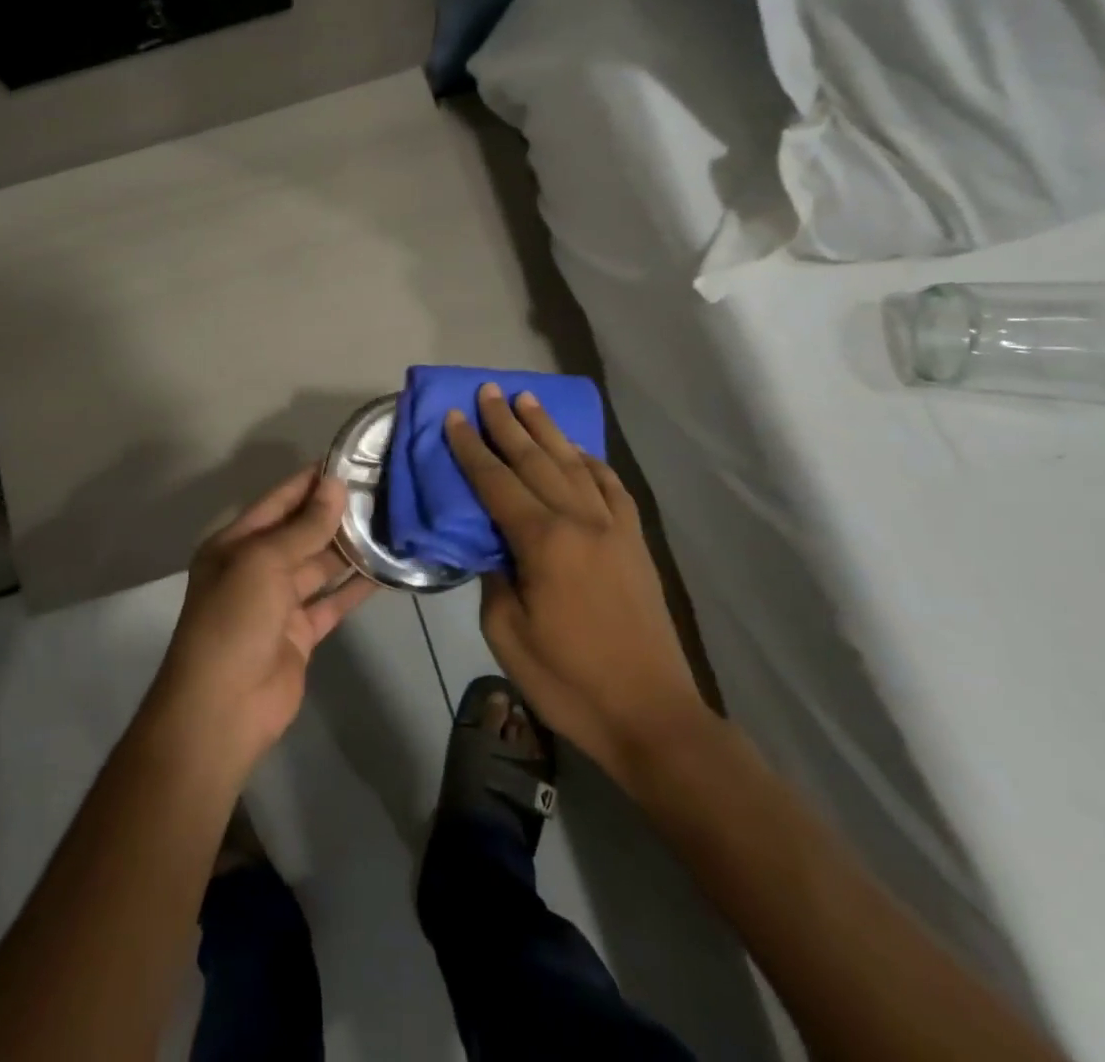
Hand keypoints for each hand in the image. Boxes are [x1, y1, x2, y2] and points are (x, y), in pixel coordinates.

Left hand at [145, 467, 372, 774]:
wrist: (223, 708)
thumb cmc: (234, 621)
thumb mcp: (264, 563)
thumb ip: (303, 526)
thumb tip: (335, 485)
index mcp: (236, 544)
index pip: (278, 501)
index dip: (310, 482)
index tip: (349, 461)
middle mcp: (255, 568)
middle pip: (301, 532)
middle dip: (336, 513)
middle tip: (382, 490)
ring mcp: (278, 602)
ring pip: (320, 565)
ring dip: (350, 548)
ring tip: (391, 522)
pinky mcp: (300, 633)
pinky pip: (332, 601)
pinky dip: (355, 587)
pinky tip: (386, 570)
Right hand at [445, 385, 707, 778]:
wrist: (651, 713)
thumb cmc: (570, 680)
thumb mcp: (507, 634)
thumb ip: (495, 578)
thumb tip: (493, 547)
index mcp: (544, 541)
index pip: (497, 482)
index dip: (470, 449)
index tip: (453, 417)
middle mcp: (580, 520)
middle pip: (535, 459)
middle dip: (506, 423)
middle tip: (487, 390)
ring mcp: (613, 527)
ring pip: (574, 463)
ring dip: (547, 429)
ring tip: (526, 400)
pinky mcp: (634, 541)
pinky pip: (610, 486)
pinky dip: (590, 461)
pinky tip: (578, 451)